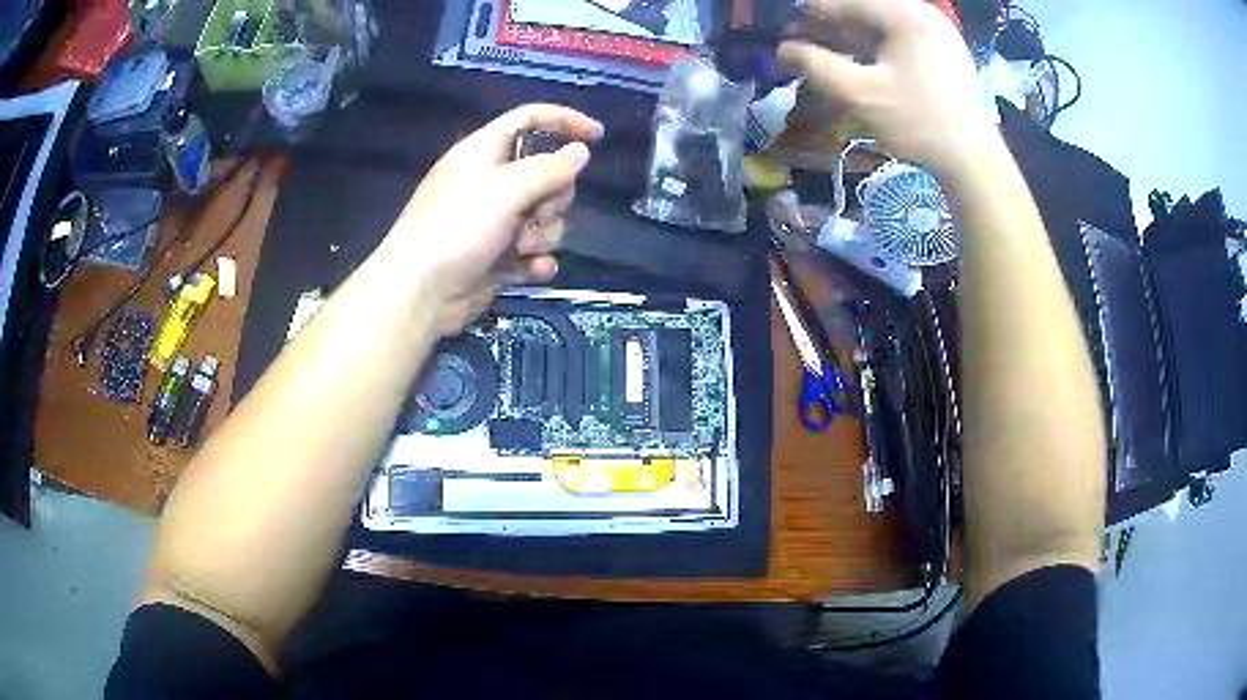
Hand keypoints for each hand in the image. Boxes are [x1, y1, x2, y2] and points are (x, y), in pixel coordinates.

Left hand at [387, 104, 603, 333]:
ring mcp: (493, 222)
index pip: (530, 119)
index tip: (598, 136)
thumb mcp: (506, 189)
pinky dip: (535, 261)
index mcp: (484, 152)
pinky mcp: (496, 256)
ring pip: (545, 217)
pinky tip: (531, 270)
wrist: (420, 294)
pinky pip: (533, 251)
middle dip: (553, 197)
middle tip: (535, 213)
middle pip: (546, 174)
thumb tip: (580, 152)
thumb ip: (550, 168)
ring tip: (521, 247)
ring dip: (542, 234)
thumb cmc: (457, 228)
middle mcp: (490, 182)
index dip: (565, 121)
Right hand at [779, 0, 995, 177]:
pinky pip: (899, 41)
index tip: (784, 25)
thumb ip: (817, 66)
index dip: (812, 12)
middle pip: (866, 12)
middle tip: (799, 40)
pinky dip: (874, 48)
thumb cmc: (919, 122)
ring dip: (850, 38)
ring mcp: (937, 34)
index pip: (848, 2)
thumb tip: (783, 48)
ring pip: (882, 27)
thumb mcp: (861, 94)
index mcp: (906, 15)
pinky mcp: (944, 53)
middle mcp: (923, 15)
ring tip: (820, 52)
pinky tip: (854, 62)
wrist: (973, 160)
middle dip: (831, 26)